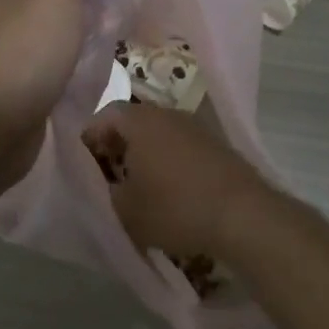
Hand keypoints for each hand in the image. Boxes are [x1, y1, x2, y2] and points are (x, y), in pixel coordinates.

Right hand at [80, 103, 281, 262]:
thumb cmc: (175, 208)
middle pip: (132, 122)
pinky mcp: (216, 143)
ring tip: (138, 187)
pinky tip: (171, 190)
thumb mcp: (125, 210)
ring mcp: (195, 126)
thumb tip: (105, 183)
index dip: (89, 139)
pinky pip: (180, 145)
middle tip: (108, 177)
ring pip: (158, 134)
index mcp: (140, 121)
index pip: (104, 115)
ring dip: (144, 155)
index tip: (85, 166)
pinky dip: (169, 161)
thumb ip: (105, 192)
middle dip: (116, 147)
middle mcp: (167, 113)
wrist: (243, 215)